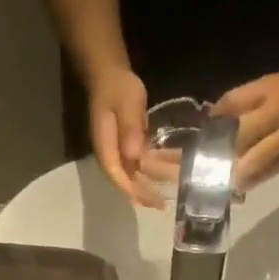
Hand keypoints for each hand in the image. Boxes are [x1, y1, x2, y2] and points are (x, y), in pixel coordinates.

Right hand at [86, 66, 162, 207]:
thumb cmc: (117, 87)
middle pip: (127, 181)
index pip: (118, 177)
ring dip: (152, 181)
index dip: (134, 191)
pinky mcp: (127, 148)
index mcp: (106, 149)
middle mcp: (111, 156)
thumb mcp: (126, 102)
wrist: (109, 75)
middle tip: (163, 204)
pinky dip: (154, 169)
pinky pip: (140, 164)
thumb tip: (135, 154)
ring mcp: (119, 153)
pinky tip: (170, 169)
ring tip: (172, 188)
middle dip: (145, 193)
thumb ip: (130, 127)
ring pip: (135, 174)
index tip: (151, 200)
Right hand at [214, 63, 278, 188]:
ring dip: (217, 129)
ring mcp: (268, 93)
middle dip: (226, 152)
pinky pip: (234, 95)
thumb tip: (241, 185)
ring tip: (207, 144)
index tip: (228, 184)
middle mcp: (278, 112)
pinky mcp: (262, 80)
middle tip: (214, 166)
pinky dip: (220, 109)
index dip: (240, 172)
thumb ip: (270, 169)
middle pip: (242, 133)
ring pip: (234, 111)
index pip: (259, 156)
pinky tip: (211, 122)